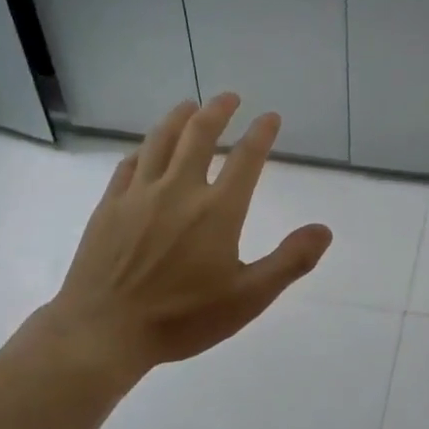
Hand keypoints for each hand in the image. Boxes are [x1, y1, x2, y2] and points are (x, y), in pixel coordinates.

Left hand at [15, 94, 331, 382]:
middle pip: (199, 136)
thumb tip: (324, 230)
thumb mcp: (248, 298)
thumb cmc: (182, 318)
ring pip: (160, 141)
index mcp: (217, 210)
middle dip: (218, 111)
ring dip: (178, 118)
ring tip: (189, 105)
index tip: (270, 117)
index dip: (261, 134)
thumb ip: (290, 261)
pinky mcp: (109, 206)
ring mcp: (139, 195)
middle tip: (229, 97)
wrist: (104, 331)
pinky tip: (146, 148)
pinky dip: (143, 149)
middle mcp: (179, 190)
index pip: (246, 159)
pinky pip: (128, 165)